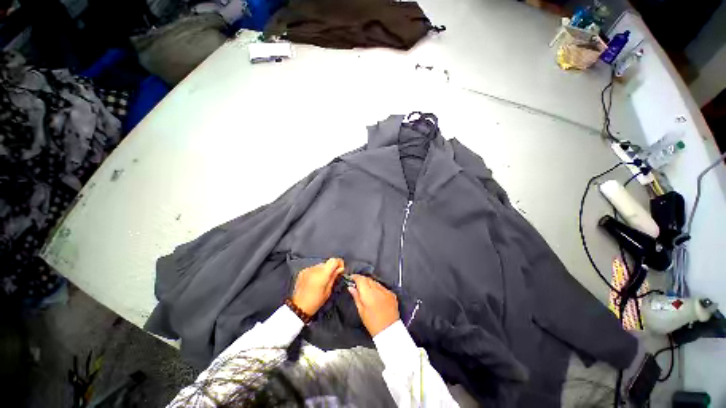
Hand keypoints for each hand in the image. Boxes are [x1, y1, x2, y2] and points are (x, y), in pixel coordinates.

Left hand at [291, 258, 344, 315]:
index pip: (334, 260)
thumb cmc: (315, 302)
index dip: (339, 263)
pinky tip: (314, 281)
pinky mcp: (302, 271)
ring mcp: (308, 269)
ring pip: (320, 265)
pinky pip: (313, 268)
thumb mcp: (328, 291)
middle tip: (332, 276)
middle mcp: (315, 269)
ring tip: (322, 280)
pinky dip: (316, 272)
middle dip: (331, 268)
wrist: (298, 307)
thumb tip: (340, 269)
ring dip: (323, 270)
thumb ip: (334, 277)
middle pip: (327, 263)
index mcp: (322, 274)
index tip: (341, 269)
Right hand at [348, 274, 399, 336]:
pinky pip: (382, 287)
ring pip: (375, 282)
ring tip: (366, 290)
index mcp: (369, 293)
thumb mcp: (361, 311)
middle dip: (362, 280)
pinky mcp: (391, 293)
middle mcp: (378, 289)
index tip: (351, 278)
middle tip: (356, 284)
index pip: (360, 279)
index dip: (355, 277)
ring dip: (370, 283)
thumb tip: (351, 287)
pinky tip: (375, 295)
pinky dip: (377, 288)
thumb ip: (356, 296)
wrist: (389, 330)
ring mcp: (386, 291)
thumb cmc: (373, 323)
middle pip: (368, 279)